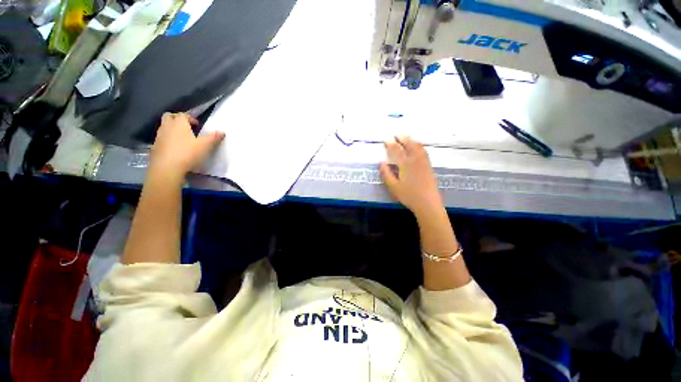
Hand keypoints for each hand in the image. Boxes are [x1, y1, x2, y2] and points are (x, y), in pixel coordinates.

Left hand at [149, 112, 224, 180]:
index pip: (183, 114)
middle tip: (187, 127)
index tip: (197, 125)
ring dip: (172, 129)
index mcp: (179, 124)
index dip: (190, 118)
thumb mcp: (205, 146)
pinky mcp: (155, 147)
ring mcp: (159, 136)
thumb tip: (222, 132)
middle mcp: (167, 127)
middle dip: (177, 119)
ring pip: (164, 127)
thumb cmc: (187, 153)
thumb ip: (213, 138)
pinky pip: (161, 138)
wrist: (167, 168)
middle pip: (169, 116)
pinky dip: (168, 139)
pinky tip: (175, 148)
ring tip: (182, 138)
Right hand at [379, 135, 443, 216]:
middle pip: (409, 145)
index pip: (397, 150)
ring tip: (407, 137)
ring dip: (411, 140)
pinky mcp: (429, 166)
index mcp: (405, 164)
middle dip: (402, 138)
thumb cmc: (409, 196)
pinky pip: (424, 151)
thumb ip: (386, 174)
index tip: (386, 139)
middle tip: (397, 134)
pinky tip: (418, 147)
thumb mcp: (393, 187)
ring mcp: (424, 162)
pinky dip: (419, 146)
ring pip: (418, 147)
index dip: (391, 144)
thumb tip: (381, 162)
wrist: (428, 203)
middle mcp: (415, 160)